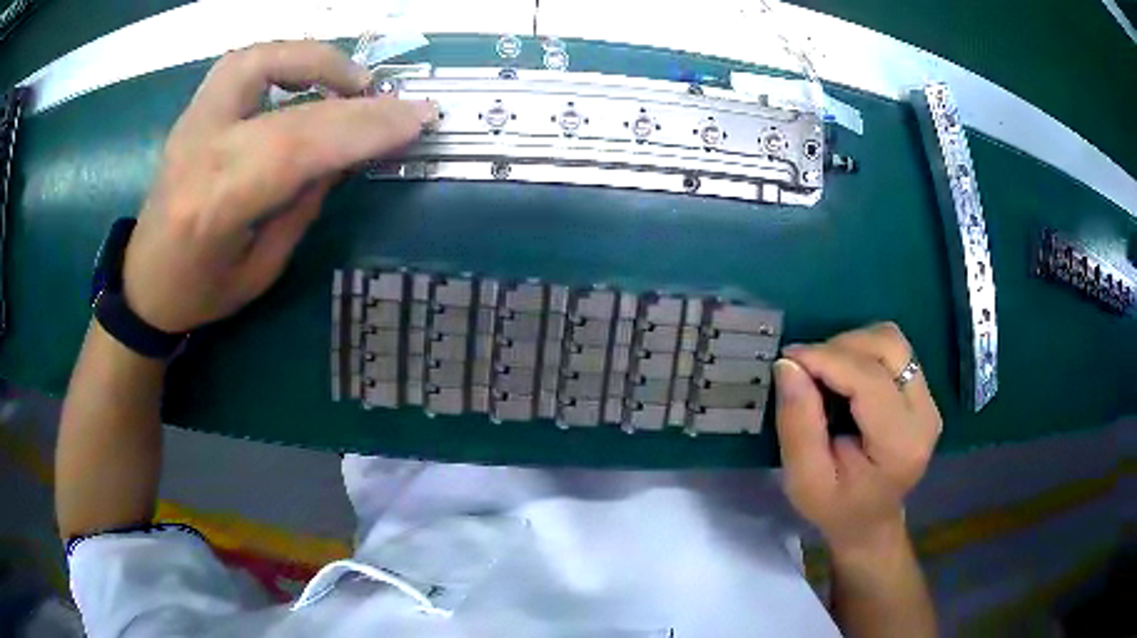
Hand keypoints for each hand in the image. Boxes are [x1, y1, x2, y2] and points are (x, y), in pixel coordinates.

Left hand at [122, 41, 436, 332]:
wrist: (143, 281)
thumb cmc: (199, 291)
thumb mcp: (260, 268)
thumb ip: (301, 205)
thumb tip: (345, 154)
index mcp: (214, 206)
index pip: (297, 149)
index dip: (362, 129)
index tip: (417, 120)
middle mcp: (200, 151)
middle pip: (288, 108)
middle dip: (356, 102)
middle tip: (401, 103)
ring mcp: (192, 121)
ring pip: (260, 60)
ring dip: (317, 59)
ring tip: (353, 81)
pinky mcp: (194, 110)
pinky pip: (244, 62)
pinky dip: (286, 57)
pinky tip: (309, 76)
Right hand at [773, 322, 941, 555]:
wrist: (870, 520)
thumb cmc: (835, 507)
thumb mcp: (804, 480)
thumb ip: (798, 425)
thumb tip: (788, 366)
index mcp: (901, 443)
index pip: (869, 380)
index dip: (826, 359)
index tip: (787, 358)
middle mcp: (925, 413)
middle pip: (888, 346)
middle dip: (840, 346)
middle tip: (805, 369)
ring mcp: (929, 399)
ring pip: (892, 340)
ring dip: (852, 345)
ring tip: (825, 372)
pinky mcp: (923, 391)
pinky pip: (893, 350)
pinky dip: (862, 351)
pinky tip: (844, 376)